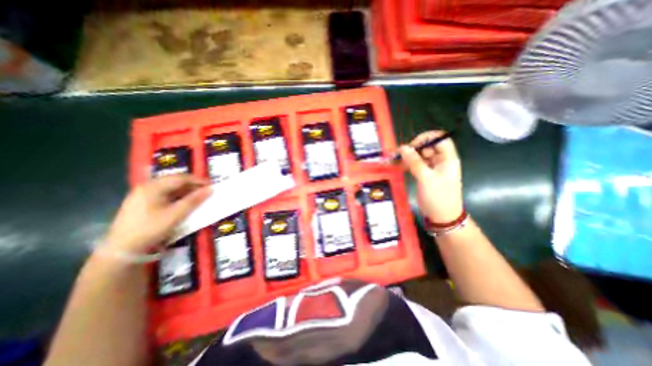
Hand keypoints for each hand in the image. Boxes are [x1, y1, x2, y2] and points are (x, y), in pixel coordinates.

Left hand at [105, 174, 210, 253]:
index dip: (198, 180)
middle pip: (174, 180)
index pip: (181, 178)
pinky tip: (184, 202)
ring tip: (198, 196)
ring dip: (186, 190)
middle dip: (193, 184)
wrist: (122, 250)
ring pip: (170, 187)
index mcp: (153, 187)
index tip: (212, 185)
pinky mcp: (142, 203)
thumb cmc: (151, 229)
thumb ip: (194, 200)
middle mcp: (147, 187)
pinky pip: (164, 194)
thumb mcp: (176, 215)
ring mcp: (142, 195)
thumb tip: (210, 189)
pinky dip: (178, 196)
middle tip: (206, 190)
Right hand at [397, 132, 463, 222]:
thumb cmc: (438, 197)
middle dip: (413, 149)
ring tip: (394, 161)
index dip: (425, 139)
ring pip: (419, 156)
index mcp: (447, 158)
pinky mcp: (425, 174)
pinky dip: (407, 164)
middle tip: (399, 155)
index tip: (411, 146)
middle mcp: (441, 160)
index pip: (439, 139)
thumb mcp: (426, 178)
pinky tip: (398, 166)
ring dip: (407, 157)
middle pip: (427, 147)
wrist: (442, 217)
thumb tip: (403, 147)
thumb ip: (414, 162)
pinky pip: (415, 165)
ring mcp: (432, 168)